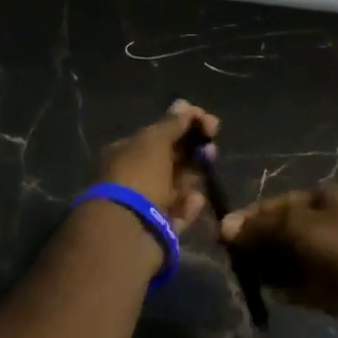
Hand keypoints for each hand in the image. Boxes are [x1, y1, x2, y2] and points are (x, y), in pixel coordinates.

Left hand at [94, 101, 219, 232]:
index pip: (159, 134)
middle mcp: (133, 176)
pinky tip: (195, 200)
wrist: (128, 231)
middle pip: (170, 159)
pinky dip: (189, 205)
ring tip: (208, 166)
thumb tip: (183, 105)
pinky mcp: (160, 228)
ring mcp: (146, 204)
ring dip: (194, 174)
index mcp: (125, 152)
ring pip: (178, 184)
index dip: (184, 125)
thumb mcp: (154, 141)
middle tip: (211, 143)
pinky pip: (180, 211)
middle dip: (193, 148)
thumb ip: (172, 123)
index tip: (207, 121)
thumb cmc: (139, 176)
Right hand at [219, 184, 337, 336]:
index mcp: (318, 201)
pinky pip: (299, 286)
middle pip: (277, 235)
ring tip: (245, 280)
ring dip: (267, 271)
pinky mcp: (331, 288)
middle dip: (256, 248)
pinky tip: (270, 295)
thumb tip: (224, 226)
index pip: (271, 207)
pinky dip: (285, 290)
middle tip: (232, 263)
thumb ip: (262, 228)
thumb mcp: (300, 227)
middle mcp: (321, 226)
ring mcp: (326, 258)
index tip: (222, 238)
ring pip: (286, 262)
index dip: (247, 221)